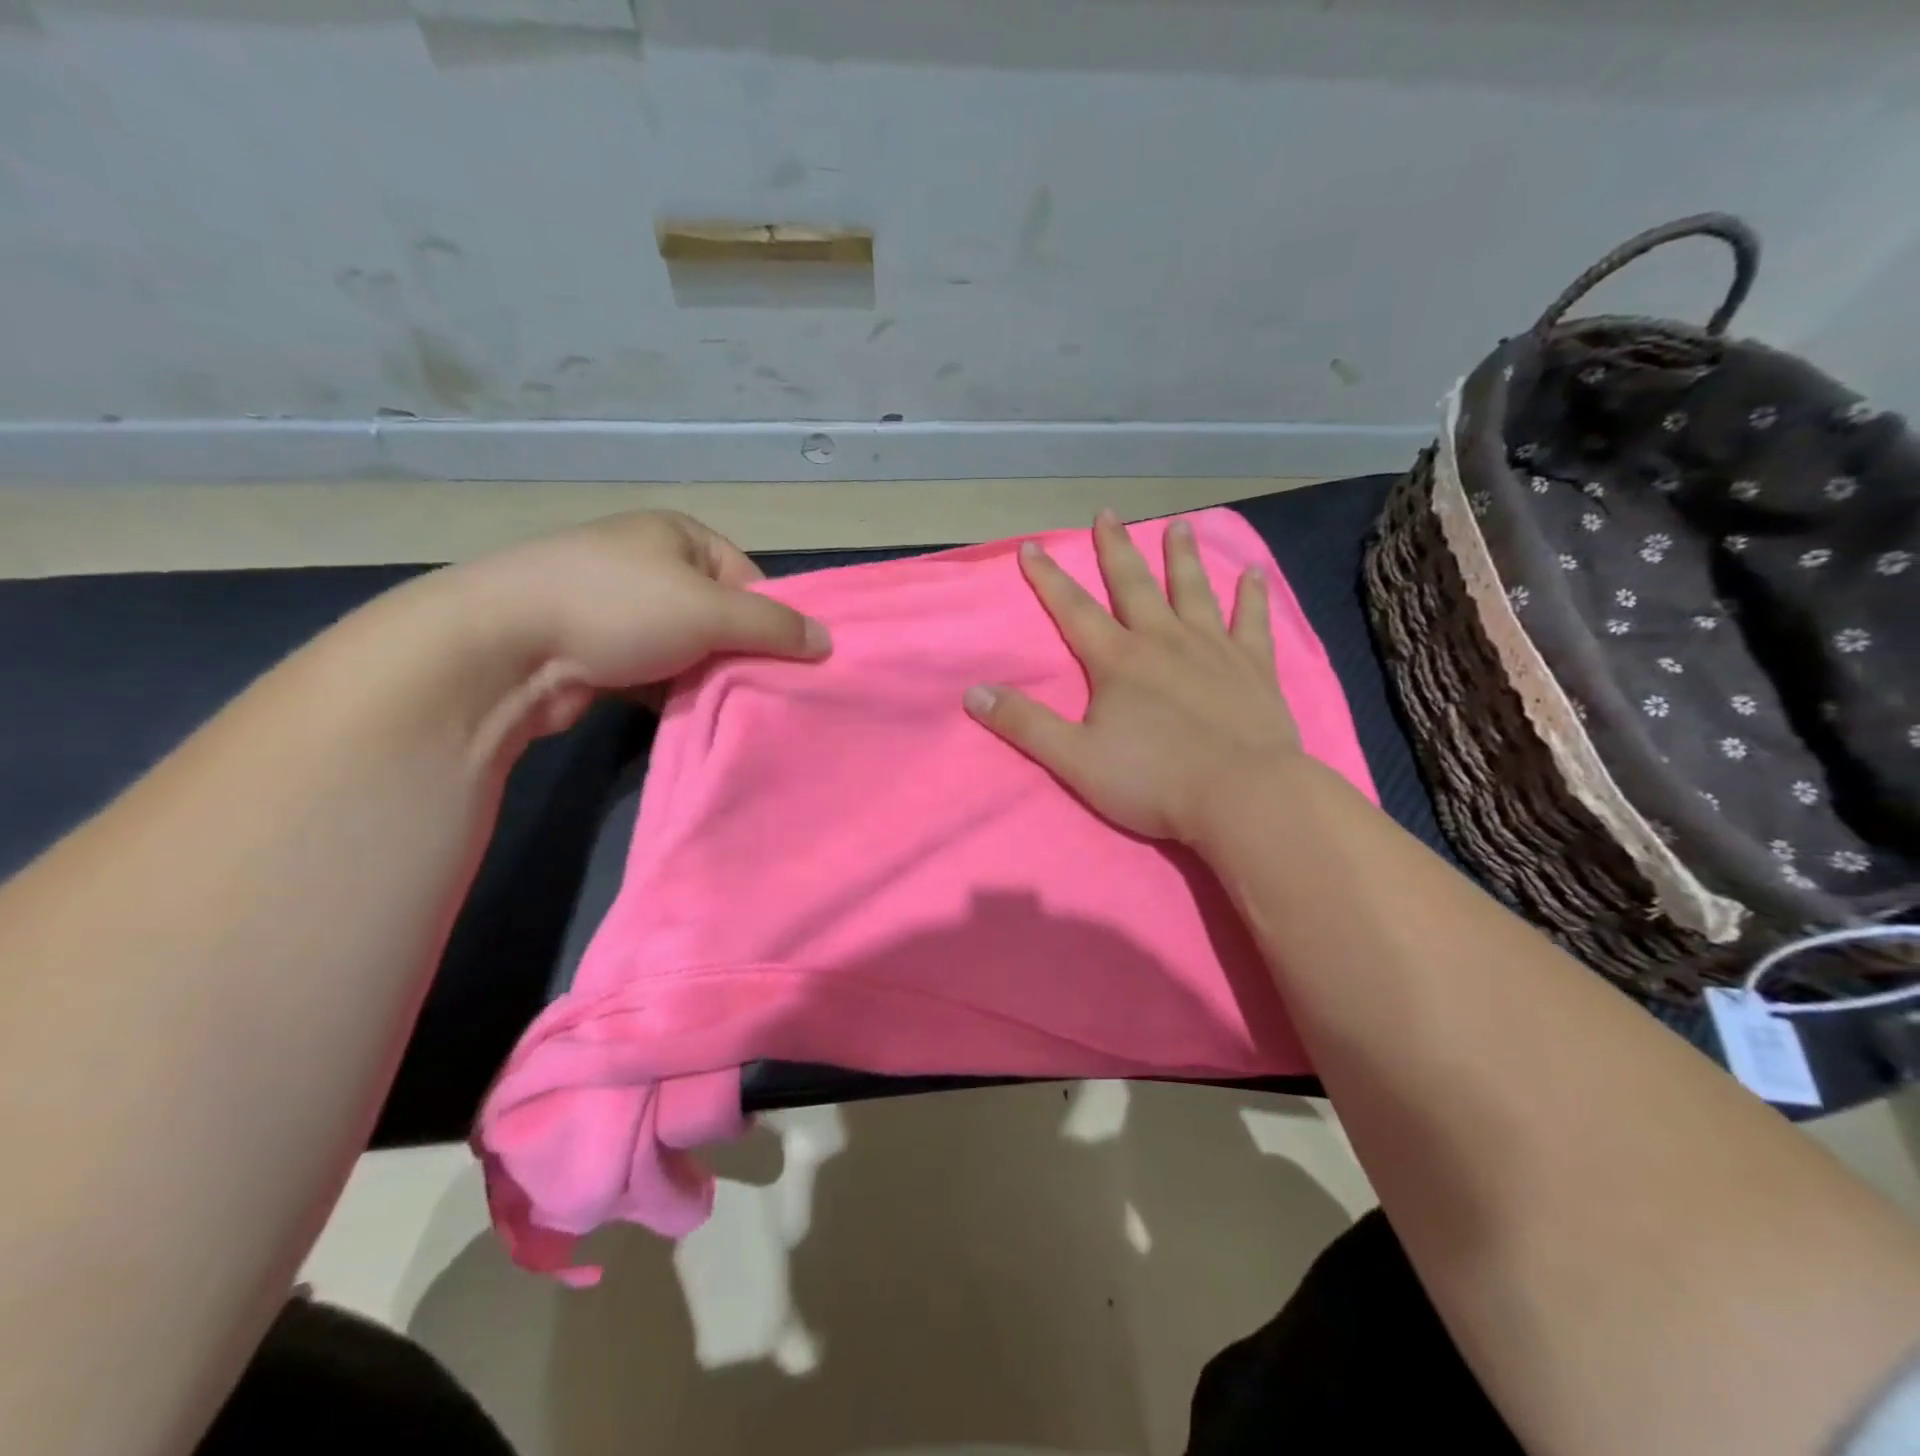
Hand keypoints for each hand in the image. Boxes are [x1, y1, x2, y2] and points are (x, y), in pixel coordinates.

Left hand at [453, 509, 830, 736]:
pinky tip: (681, 712)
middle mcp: (648, 563)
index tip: (787, 661)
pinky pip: (654, 671)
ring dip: (705, 677)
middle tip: (763, 690)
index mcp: (677, 534)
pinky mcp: (594, 649)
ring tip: (724, 705)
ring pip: (688, 648)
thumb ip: (774, 625)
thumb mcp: (711, 610)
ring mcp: (616, 606)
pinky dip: (670, 691)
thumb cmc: (618, 608)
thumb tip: (827, 642)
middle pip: (720, 615)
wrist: (501, 648)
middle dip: (739, 653)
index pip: (749, 577)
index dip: (772, 619)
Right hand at [964, 511, 1300, 843]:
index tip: (1032, 546)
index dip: (1048, 578)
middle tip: (1107, 514)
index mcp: (1117, 661)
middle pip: (1134, 585)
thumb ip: (1024, 724)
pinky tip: (1254, 573)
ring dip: (1182, 557)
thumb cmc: (1154, 781)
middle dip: (1115, 549)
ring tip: (1178, 526)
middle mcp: (1163, 641)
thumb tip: (973, 692)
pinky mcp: (1254, 667)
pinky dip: (1252, 596)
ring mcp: (1213, 649)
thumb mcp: (1074, 759)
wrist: (1243, 797)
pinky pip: (1252, 621)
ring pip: (1193, 591)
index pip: (1073, 610)